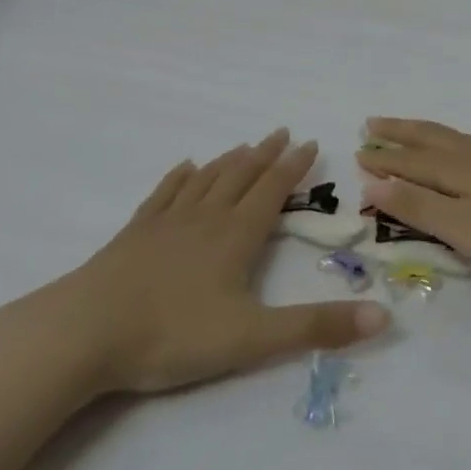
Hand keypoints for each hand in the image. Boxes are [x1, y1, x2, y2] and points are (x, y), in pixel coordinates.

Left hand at [35, 130, 390, 393]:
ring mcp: (167, 221)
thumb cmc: (173, 334)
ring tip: (245, 146)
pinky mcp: (135, 233)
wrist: (86, 331)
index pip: (272, 190)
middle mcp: (205, 217)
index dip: (294, 166)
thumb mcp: (253, 337)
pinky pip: (165, 193)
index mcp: (235, 236)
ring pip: (206, 179)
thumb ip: (316, 327)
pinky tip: (185, 168)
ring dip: (230, 160)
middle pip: (241, 175)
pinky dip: (180, 177)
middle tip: (283, 132)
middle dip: (266, 154)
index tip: (311, 143)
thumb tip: (384, 317)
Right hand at [354, 119, 470, 277]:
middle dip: (398, 134)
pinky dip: (454, 140)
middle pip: (428, 138)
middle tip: (372, 124)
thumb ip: (420, 208)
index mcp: (455, 170)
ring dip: (424, 133)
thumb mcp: (465, 229)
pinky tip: (466, 149)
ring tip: (410, 130)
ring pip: (453, 137)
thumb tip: (373, 183)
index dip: (383, 161)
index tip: (358, 153)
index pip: (409, 162)